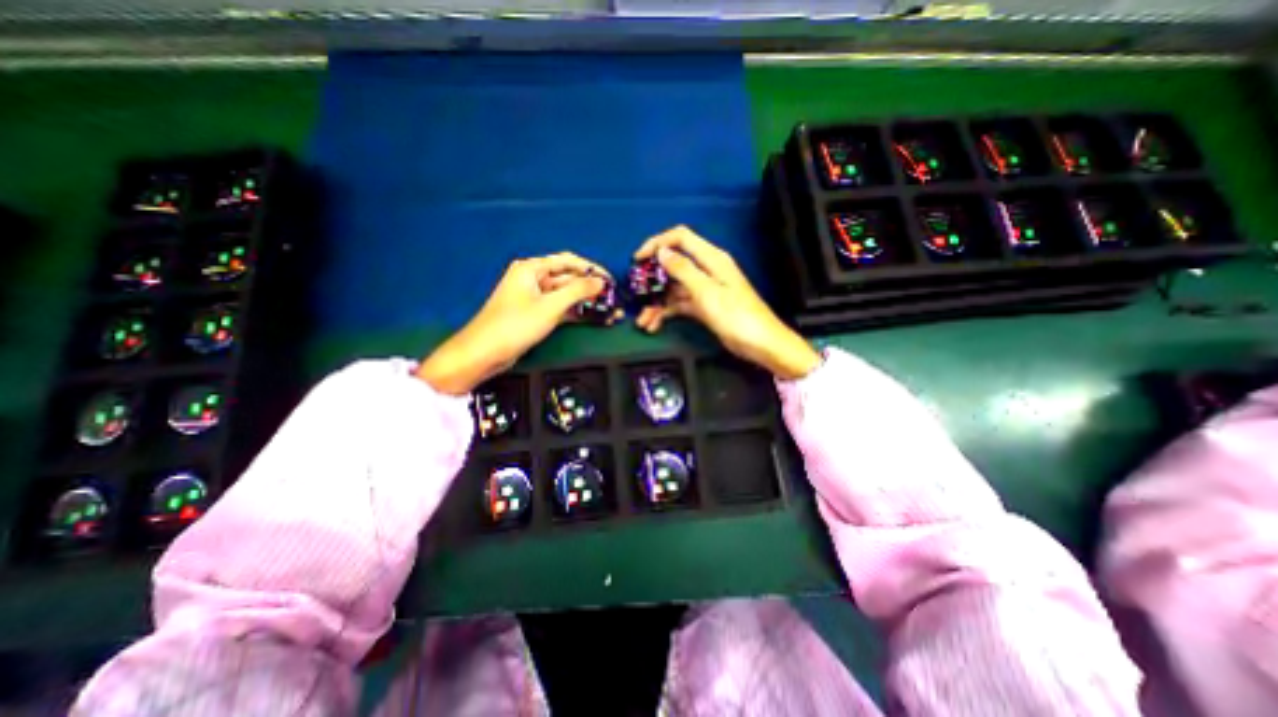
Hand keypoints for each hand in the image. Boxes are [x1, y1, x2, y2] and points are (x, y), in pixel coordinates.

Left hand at [420, 253, 606, 397]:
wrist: (485, 353)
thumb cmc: (515, 324)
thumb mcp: (550, 306)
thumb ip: (578, 291)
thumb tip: (601, 281)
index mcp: (531, 269)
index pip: (568, 261)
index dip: (591, 269)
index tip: (610, 280)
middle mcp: (533, 279)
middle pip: (568, 279)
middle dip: (590, 289)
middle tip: (613, 299)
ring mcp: (534, 298)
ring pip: (566, 296)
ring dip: (586, 303)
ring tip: (609, 311)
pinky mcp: (536, 314)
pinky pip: (560, 309)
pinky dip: (576, 313)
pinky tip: (594, 318)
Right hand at [633, 226, 824, 379]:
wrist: (760, 344)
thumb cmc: (736, 316)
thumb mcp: (707, 292)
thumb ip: (683, 270)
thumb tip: (662, 252)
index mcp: (711, 259)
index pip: (680, 238)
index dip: (657, 243)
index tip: (638, 259)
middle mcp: (706, 270)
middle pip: (673, 265)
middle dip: (653, 279)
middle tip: (636, 295)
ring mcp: (704, 289)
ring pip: (673, 288)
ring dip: (656, 302)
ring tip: (643, 321)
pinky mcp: (703, 306)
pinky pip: (679, 305)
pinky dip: (666, 313)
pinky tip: (654, 325)